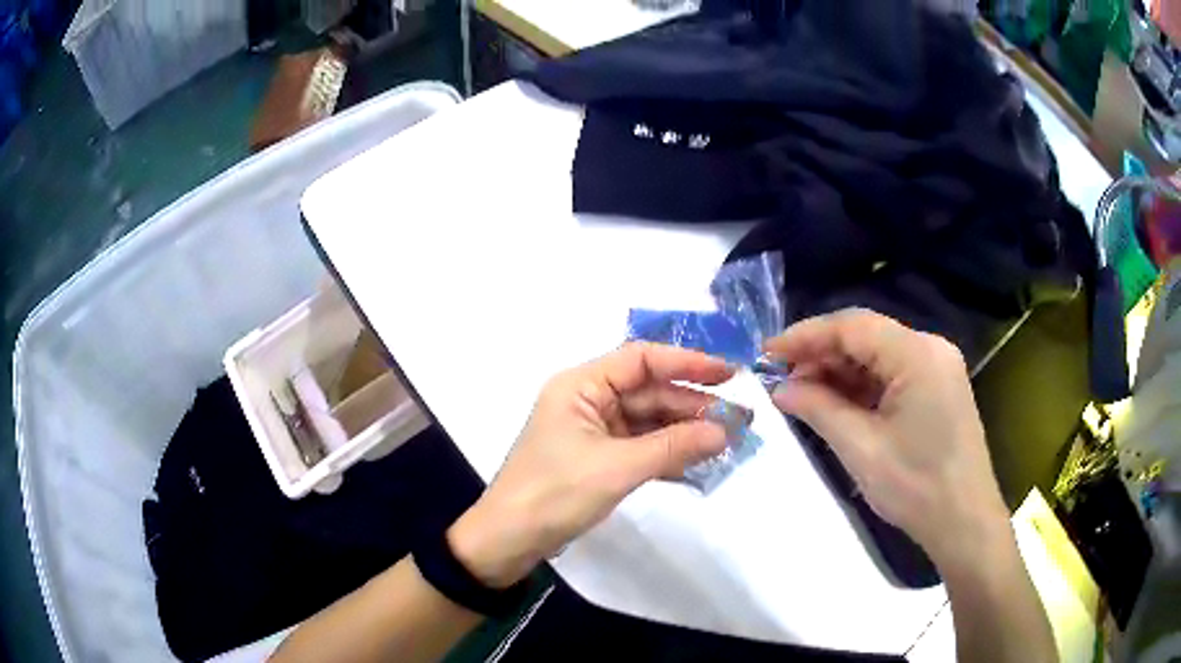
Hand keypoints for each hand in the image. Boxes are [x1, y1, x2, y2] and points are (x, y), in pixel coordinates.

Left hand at [448, 343, 734, 587]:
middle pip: (649, 392)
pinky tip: (700, 464)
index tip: (729, 374)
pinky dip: (668, 455)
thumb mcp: (616, 468)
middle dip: (693, 405)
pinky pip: (641, 448)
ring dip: (685, 432)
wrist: (509, 541)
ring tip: (729, 441)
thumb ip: (673, 446)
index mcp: (581, 386)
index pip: (641, 360)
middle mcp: (588, 401)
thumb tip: (725, 431)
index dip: (688, 363)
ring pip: (649, 422)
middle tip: (740, 419)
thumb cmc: (554, 493)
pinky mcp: (598, 460)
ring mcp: (594, 432)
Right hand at [764, 309, 1009, 567]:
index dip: (805, 335)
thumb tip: (779, 389)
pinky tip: (836, 404)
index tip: (766, 353)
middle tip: (781, 380)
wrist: (964, 522)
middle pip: (866, 337)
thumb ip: (818, 409)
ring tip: (802, 395)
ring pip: (878, 356)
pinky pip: (892, 375)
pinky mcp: (938, 389)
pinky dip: (861, 387)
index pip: (852, 326)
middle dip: (821, 355)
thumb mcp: (860, 448)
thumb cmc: (916, 486)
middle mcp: (930, 349)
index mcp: (917, 353)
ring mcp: (938, 368)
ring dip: (839, 372)